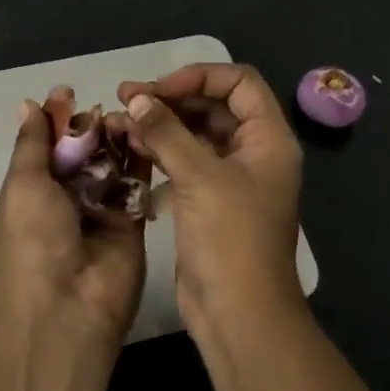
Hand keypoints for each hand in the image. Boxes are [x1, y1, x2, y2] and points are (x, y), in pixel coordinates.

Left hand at [0, 99, 146, 349]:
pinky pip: (136, 184)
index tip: (69, 92)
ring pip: (110, 165)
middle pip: (80, 154)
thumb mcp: (23, 186)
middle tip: (104, 106)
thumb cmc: (33, 241)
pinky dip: (140, 158)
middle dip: (88, 128)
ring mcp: (100, 212)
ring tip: (127, 113)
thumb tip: (28, 105)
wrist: (67, 307)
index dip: (55, 121)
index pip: (45, 148)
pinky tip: (146, 132)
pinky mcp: (131, 222)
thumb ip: (32, 145)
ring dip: (115, 139)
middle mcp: (65, 201)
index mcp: (31, 194)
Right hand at [117, 64, 303, 323]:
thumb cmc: (230, 238)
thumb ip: (167, 132)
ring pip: (196, 135)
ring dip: (162, 125)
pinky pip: (185, 163)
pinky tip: (131, 149)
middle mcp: (254, 152)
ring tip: (121, 120)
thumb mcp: (200, 177)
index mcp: (268, 139)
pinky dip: (161, 152)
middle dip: (172, 99)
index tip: (159, 89)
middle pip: (214, 106)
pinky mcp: (209, 202)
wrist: (238, 312)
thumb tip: (138, 99)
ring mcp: (231, 178)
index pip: (239, 83)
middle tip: (127, 98)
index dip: (200, 77)